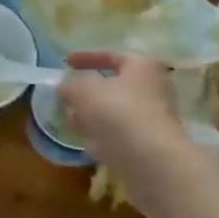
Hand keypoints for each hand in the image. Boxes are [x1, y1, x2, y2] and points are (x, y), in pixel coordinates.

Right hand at [60, 51, 179, 163]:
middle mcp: (154, 90)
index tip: (66, 62)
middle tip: (67, 96)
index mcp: (143, 67)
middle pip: (115, 86)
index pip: (112, 56)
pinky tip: (87, 142)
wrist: (151, 161)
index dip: (86, 57)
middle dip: (88, 91)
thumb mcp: (84, 91)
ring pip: (116, 112)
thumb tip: (65, 87)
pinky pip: (121, 135)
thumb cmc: (118, 113)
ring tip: (71, 120)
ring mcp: (153, 119)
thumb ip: (70, 86)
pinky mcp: (149, 146)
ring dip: (93, 115)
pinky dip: (103, 136)